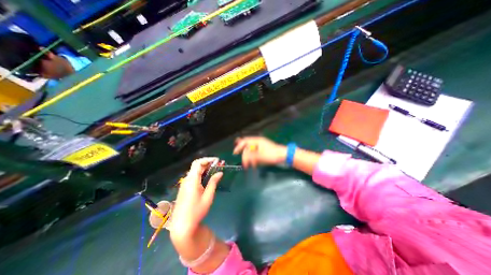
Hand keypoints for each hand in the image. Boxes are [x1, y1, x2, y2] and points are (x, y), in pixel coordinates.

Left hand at [169, 157, 222, 240]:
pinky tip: (207, 178)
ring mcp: (184, 184)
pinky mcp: (184, 188)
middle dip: (208, 163)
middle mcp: (187, 180)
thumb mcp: (208, 196)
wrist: (182, 226)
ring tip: (215, 170)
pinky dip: (201, 174)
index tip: (217, 160)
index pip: (198, 163)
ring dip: (205, 168)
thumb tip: (220, 172)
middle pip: (196, 166)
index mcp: (192, 180)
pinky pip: (193, 177)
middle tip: (218, 165)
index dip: (208, 159)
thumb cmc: (197, 211)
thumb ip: (213, 182)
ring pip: (195, 171)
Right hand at [233, 136, 287, 168]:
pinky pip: (255, 153)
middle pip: (247, 146)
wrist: (284, 155)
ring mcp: (261, 146)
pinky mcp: (263, 151)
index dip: (239, 146)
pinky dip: (253, 158)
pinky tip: (254, 163)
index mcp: (257, 141)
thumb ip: (250, 156)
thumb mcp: (260, 156)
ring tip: (249, 164)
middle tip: (242, 160)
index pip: (245, 141)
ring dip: (249, 157)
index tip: (235, 153)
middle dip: (244, 153)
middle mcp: (258, 142)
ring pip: (251, 150)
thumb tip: (243, 158)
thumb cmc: (273, 154)